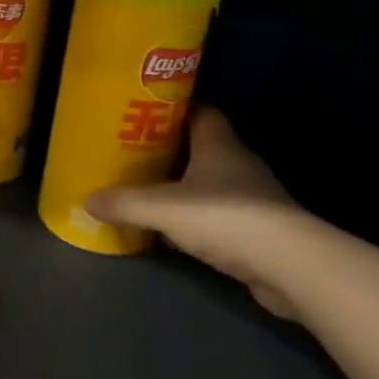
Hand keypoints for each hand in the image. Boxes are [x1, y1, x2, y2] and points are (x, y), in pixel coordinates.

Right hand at [86, 107, 303, 318]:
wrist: (290, 267)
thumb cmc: (225, 218)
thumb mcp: (163, 208)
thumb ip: (125, 203)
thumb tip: (87, 200)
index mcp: (219, 144)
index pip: (201, 112)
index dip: (174, 110)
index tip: (144, 115)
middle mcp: (238, 164)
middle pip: (201, 147)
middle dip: (170, 150)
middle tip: (134, 154)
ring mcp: (252, 198)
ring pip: (209, 183)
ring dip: (183, 187)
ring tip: (147, 192)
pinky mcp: (258, 231)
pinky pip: (218, 216)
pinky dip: (197, 219)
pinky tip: (173, 231)